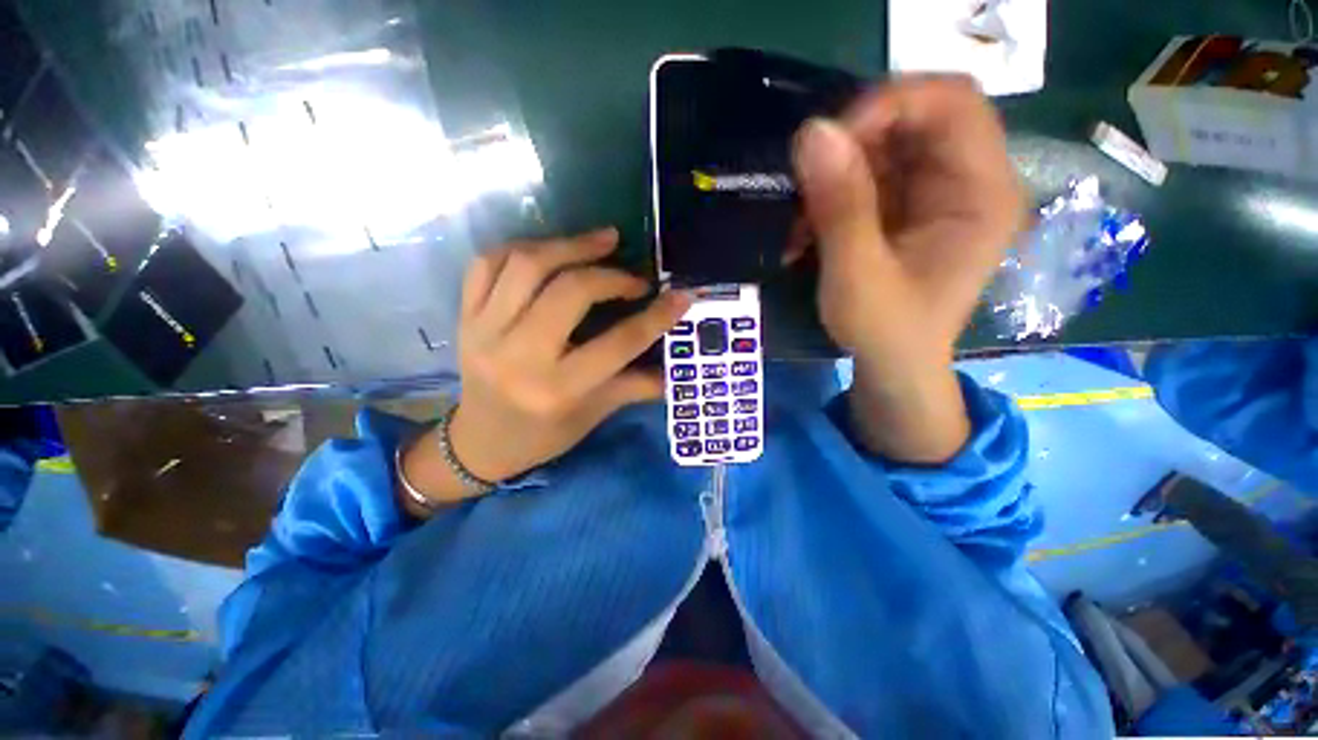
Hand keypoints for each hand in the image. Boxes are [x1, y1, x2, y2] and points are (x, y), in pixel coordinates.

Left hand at [401, 229, 689, 507]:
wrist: (479, 442)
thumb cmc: (544, 435)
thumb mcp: (594, 415)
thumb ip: (636, 386)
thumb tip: (677, 368)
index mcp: (557, 389)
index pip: (618, 344)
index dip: (656, 317)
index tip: (681, 296)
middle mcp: (519, 356)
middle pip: (570, 292)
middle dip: (611, 276)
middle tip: (635, 277)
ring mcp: (484, 331)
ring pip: (527, 265)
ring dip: (571, 245)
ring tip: (602, 241)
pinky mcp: (464, 317)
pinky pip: (487, 263)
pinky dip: (524, 247)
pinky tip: (552, 250)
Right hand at [793, 75, 1024, 461]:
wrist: (895, 366)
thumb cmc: (886, 331)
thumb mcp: (858, 275)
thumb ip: (840, 206)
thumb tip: (812, 132)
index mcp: (982, 194)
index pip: (952, 104)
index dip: (889, 104)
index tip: (830, 143)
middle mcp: (968, 180)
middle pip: (915, 118)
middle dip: (851, 144)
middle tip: (805, 184)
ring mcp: (937, 192)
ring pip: (884, 144)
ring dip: (834, 172)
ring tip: (801, 219)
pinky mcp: (908, 206)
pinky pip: (869, 173)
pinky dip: (832, 191)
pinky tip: (809, 226)